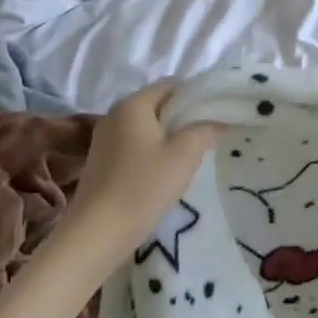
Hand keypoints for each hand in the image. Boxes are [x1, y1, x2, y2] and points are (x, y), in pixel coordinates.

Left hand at [65, 82, 225, 264]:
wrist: (99, 232)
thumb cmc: (144, 186)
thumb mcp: (185, 154)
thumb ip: (205, 129)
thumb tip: (218, 120)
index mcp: (133, 104)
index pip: (171, 84)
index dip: (196, 96)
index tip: (215, 116)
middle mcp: (114, 114)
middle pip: (157, 104)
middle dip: (183, 118)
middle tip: (206, 138)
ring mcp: (104, 138)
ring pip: (146, 127)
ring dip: (168, 137)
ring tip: (188, 158)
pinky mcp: (101, 161)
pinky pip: (133, 145)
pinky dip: (151, 152)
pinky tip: (163, 174)